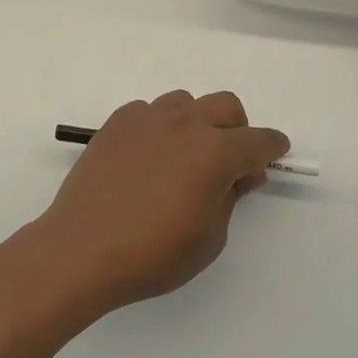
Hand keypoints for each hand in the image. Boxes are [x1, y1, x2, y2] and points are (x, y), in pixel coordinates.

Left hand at [32, 91, 289, 311]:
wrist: (81, 250)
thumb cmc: (152, 255)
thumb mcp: (210, 238)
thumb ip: (230, 198)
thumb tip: (239, 175)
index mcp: (215, 152)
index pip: (258, 141)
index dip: (272, 148)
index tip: (276, 154)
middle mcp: (184, 124)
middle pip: (226, 106)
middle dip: (237, 130)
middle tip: (229, 163)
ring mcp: (146, 119)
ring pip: (186, 102)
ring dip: (197, 123)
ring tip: (184, 157)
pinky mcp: (116, 123)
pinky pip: (149, 111)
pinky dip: (159, 127)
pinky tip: (148, 157)